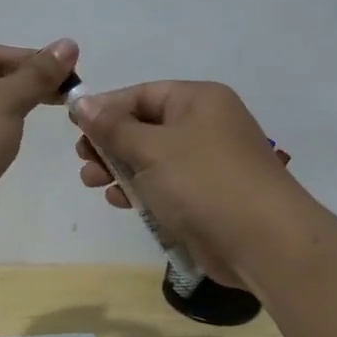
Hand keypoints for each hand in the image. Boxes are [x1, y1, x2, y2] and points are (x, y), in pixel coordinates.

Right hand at [72, 81, 308, 286]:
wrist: (263, 241)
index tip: (73, 126)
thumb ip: (113, 127)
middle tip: (83, 159)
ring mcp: (207, 162)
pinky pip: (164, 185)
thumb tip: (81, 102)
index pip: (142, 94)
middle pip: (145, 126)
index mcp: (198, 100)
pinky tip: (119, 201)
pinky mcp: (206, 196)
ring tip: (92, 182)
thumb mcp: (151, 149)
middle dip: (109, 143)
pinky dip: (141, 190)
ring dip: (120, 168)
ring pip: (152, 158)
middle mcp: (205, 125)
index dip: (106, 108)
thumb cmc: (203, 182)